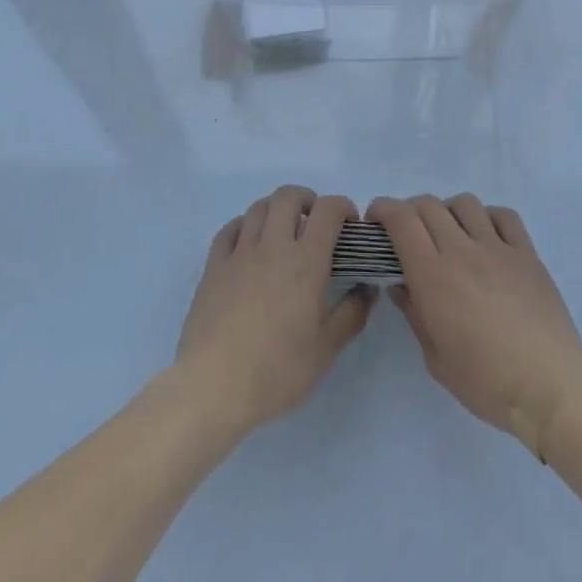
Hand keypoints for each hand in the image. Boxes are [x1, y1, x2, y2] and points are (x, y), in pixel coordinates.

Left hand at [175, 185, 375, 436]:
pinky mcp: (213, 265)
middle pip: (288, 196)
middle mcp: (272, 246)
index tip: (349, 225)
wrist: (213, 386)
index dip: (342, 207)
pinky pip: (230, 228)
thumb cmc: (277, 371)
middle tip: (315, 224)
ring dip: (276, 210)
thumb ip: (352, 313)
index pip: (327, 210)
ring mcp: (239, 252)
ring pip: (258, 207)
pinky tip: (250, 244)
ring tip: (284, 233)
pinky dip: (245, 225)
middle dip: (307, 200)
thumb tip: (368, 287)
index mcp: (305, 262)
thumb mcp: (326, 350)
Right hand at [369, 194, 581, 452]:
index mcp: (433, 275)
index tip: (375, 220)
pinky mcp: (527, 254)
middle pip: (428, 205)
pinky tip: (486, 237)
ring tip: (449, 233)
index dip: (383, 209)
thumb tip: (400, 285)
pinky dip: (488, 217)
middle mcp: (462, 251)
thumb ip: (415, 314)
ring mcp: (498, 248)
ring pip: (465, 203)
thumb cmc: (486, 382)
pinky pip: (505, 216)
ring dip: (448, 211)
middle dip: (409, 210)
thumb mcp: (435, 358)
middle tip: (407, 232)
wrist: (550, 388)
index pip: (401, 219)